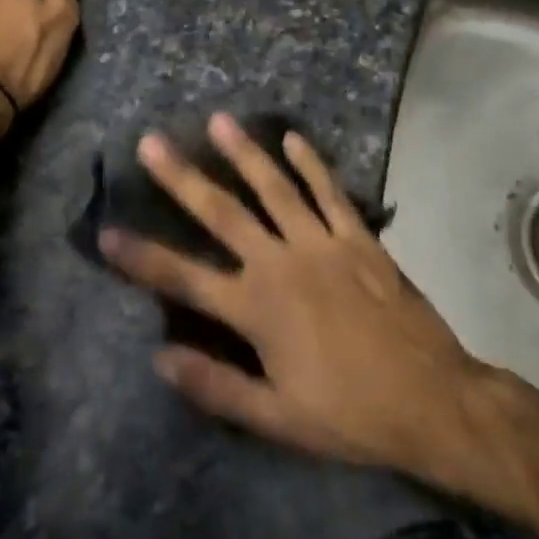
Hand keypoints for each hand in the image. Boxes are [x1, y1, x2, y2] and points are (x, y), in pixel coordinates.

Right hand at [101, 113, 493, 475]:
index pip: (184, 277)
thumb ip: (217, 385)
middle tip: (152, 142)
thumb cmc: (349, 414)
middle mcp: (281, 264)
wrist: (432, 401)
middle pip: (222, 213)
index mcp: (256, 309)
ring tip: (218, 120)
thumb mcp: (276, 418)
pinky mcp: (358, 239)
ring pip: (274, 188)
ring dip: (244, 153)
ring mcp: (322, 244)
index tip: (107, 231)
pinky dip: (311, 164)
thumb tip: (160, 357)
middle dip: (182, 178)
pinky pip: (330, 192)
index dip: (141, 257)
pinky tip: (293, 138)